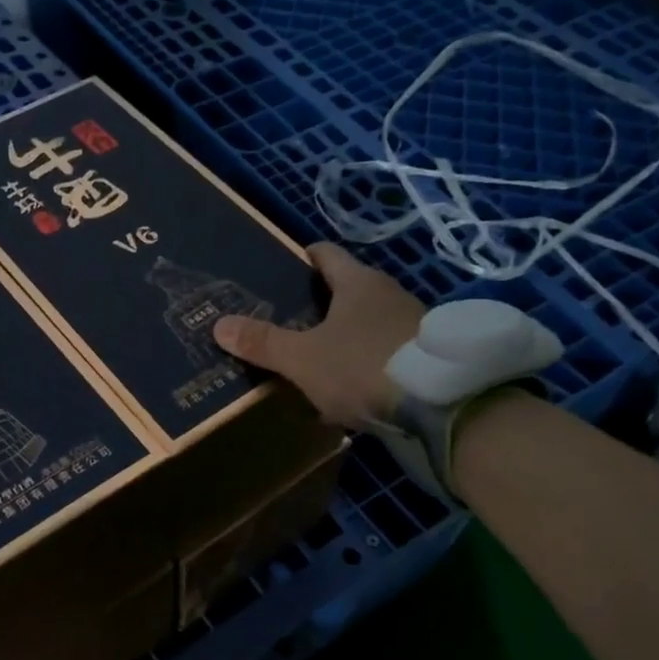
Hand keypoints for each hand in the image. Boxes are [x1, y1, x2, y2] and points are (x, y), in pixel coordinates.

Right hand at [213, 242, 422, 429]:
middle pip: (350, 289)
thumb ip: (263, 343)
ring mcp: (414, 325)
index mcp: (358, 283)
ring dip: (347, 337)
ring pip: (370, 324)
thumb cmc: (362, 366)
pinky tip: (353, 390)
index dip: (305, 256)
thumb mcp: (303, 359)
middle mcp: (389, 295)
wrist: (440, 404)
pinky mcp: (429, 358)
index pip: (327, 255)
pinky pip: (387, 354)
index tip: (286, 263)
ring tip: (319, 359)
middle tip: (292, 319)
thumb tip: (219, 324)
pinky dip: (368, 364)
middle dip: (323, 303)